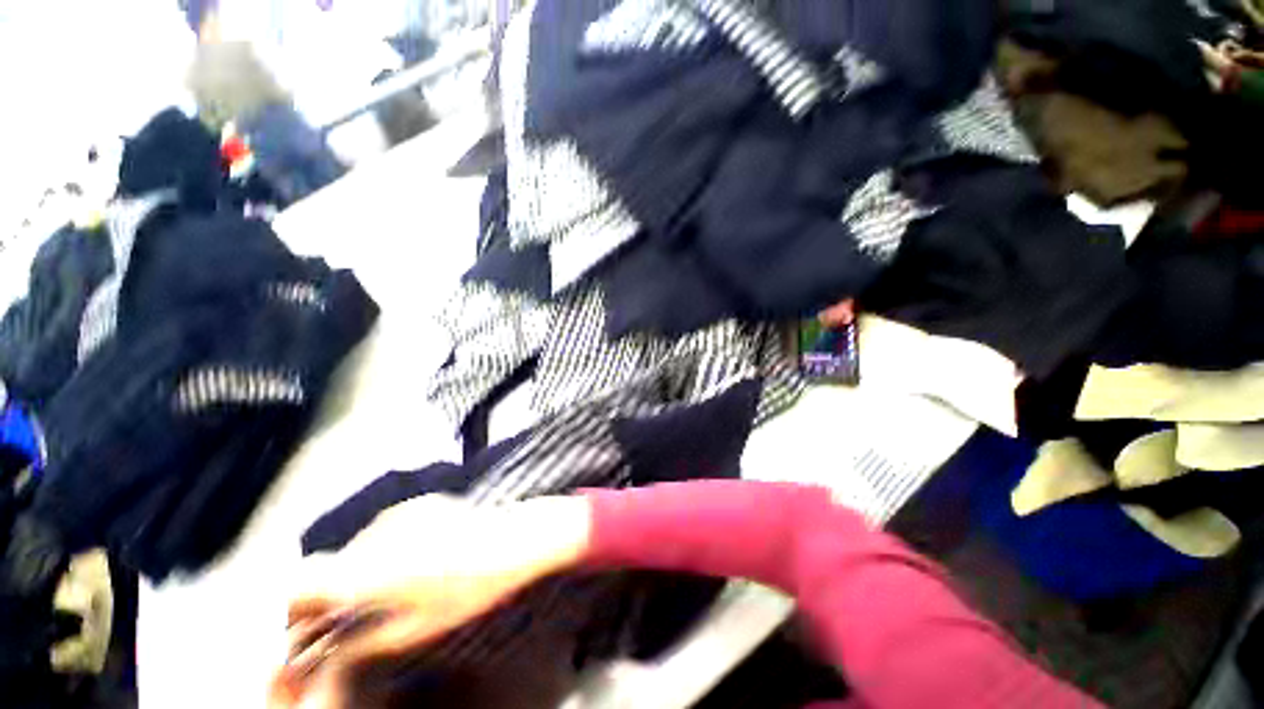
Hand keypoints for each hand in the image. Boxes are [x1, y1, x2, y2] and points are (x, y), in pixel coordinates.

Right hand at [269, 494, 592, 707]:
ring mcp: (402, 513)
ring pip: (357, 548)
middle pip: (330, 566)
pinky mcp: (422, 503)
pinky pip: (385, 531)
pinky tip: (411, 564)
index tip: (301, 630)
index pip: (300, 583)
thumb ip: (362, 643)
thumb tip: (329, 654)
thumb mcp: (414, 630)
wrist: (517, 539)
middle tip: (341, 621)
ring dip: (357, 572)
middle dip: (327, 595)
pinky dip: (383, 551)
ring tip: (383, 593)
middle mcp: (378, 533)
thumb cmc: (472, 588)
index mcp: (370, 569)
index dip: (293, 610)